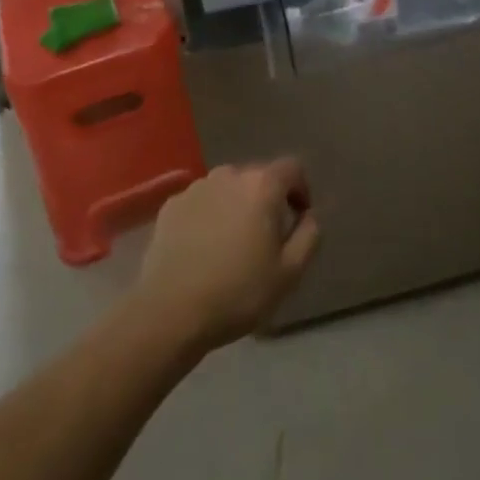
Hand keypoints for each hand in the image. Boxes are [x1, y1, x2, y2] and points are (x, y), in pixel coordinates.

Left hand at [131, 161, 320, 352]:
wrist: (170, 312)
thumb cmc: (238, 291)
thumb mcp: (290, 272)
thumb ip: (309, 235)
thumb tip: (309, 215)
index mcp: (261, 185)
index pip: (292, 168)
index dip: (301, 190)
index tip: (298, 219)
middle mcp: (228, 175)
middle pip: (258, 176)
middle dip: (268, 199)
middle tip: (266, 237)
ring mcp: (196, 188)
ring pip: (228, 188)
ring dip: (237, 206)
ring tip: (232, 243)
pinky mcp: (171, 205)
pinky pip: (202, 202)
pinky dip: (209, 215)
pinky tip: (204, 248)